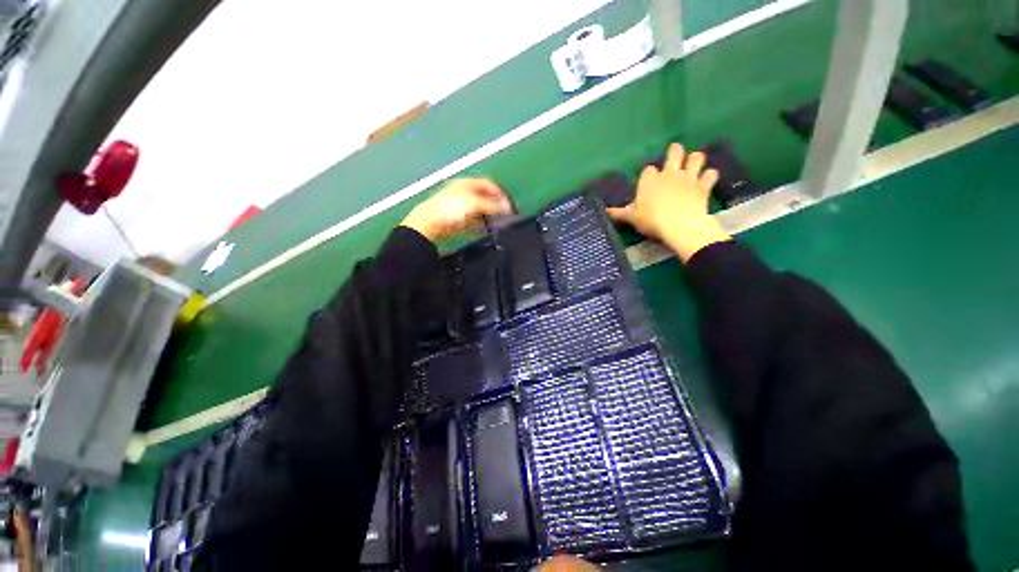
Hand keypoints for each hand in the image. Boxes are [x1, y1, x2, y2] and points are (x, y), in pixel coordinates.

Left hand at [401, 178, 512, 241]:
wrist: (430, 223)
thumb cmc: (451, 208)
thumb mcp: (475, 203)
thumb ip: (493, 205)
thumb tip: (508, 208)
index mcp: (468, 183)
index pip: (490, 184)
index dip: (501, 193)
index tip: (509, 205)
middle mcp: (465, 193)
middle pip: (486, 197)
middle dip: (497, 205)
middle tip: (506, 214)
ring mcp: (462, 206)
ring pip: (481, 210)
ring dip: (490, 216)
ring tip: (498, 223)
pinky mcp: (459, 219)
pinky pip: (475, 221)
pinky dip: (482, 224)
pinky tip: (487, 229)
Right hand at [607, 142, 731, 262]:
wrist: (679, 225)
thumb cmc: (652, 221)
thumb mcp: (633, 219)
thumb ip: (620, 213)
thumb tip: (605, 211)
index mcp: (650, 181)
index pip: (649, 170)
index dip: (650, 173)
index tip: (650, 178)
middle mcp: (669, 174)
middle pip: (675, 153)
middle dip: (675, 151)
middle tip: (676, 151)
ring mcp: (688, 178)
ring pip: (696, 158)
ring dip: (695, 159)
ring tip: (694, 163)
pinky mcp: (703, 186)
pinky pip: (711, 174)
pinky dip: (710, 176)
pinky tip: (708, 179)